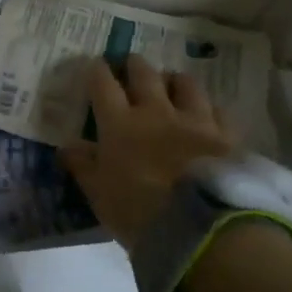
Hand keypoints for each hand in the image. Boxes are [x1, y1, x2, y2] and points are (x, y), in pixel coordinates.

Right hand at [61, 55, 235, 251]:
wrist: (201, 226)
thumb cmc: (139, 212)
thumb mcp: (100, 194)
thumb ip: (83, 166)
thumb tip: (66, 146)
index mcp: (120, 123)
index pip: (102, 84)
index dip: (96, 70)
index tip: (94, 65)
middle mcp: (156, 111)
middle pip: (144, 73)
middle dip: (134, 65)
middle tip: (130, 65)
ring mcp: (194, 119)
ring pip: (184, 83)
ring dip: (173, 79)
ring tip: (171, 83)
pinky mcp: (225, 134)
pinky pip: (217, 110)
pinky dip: (209, 109)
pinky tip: (208, 115)